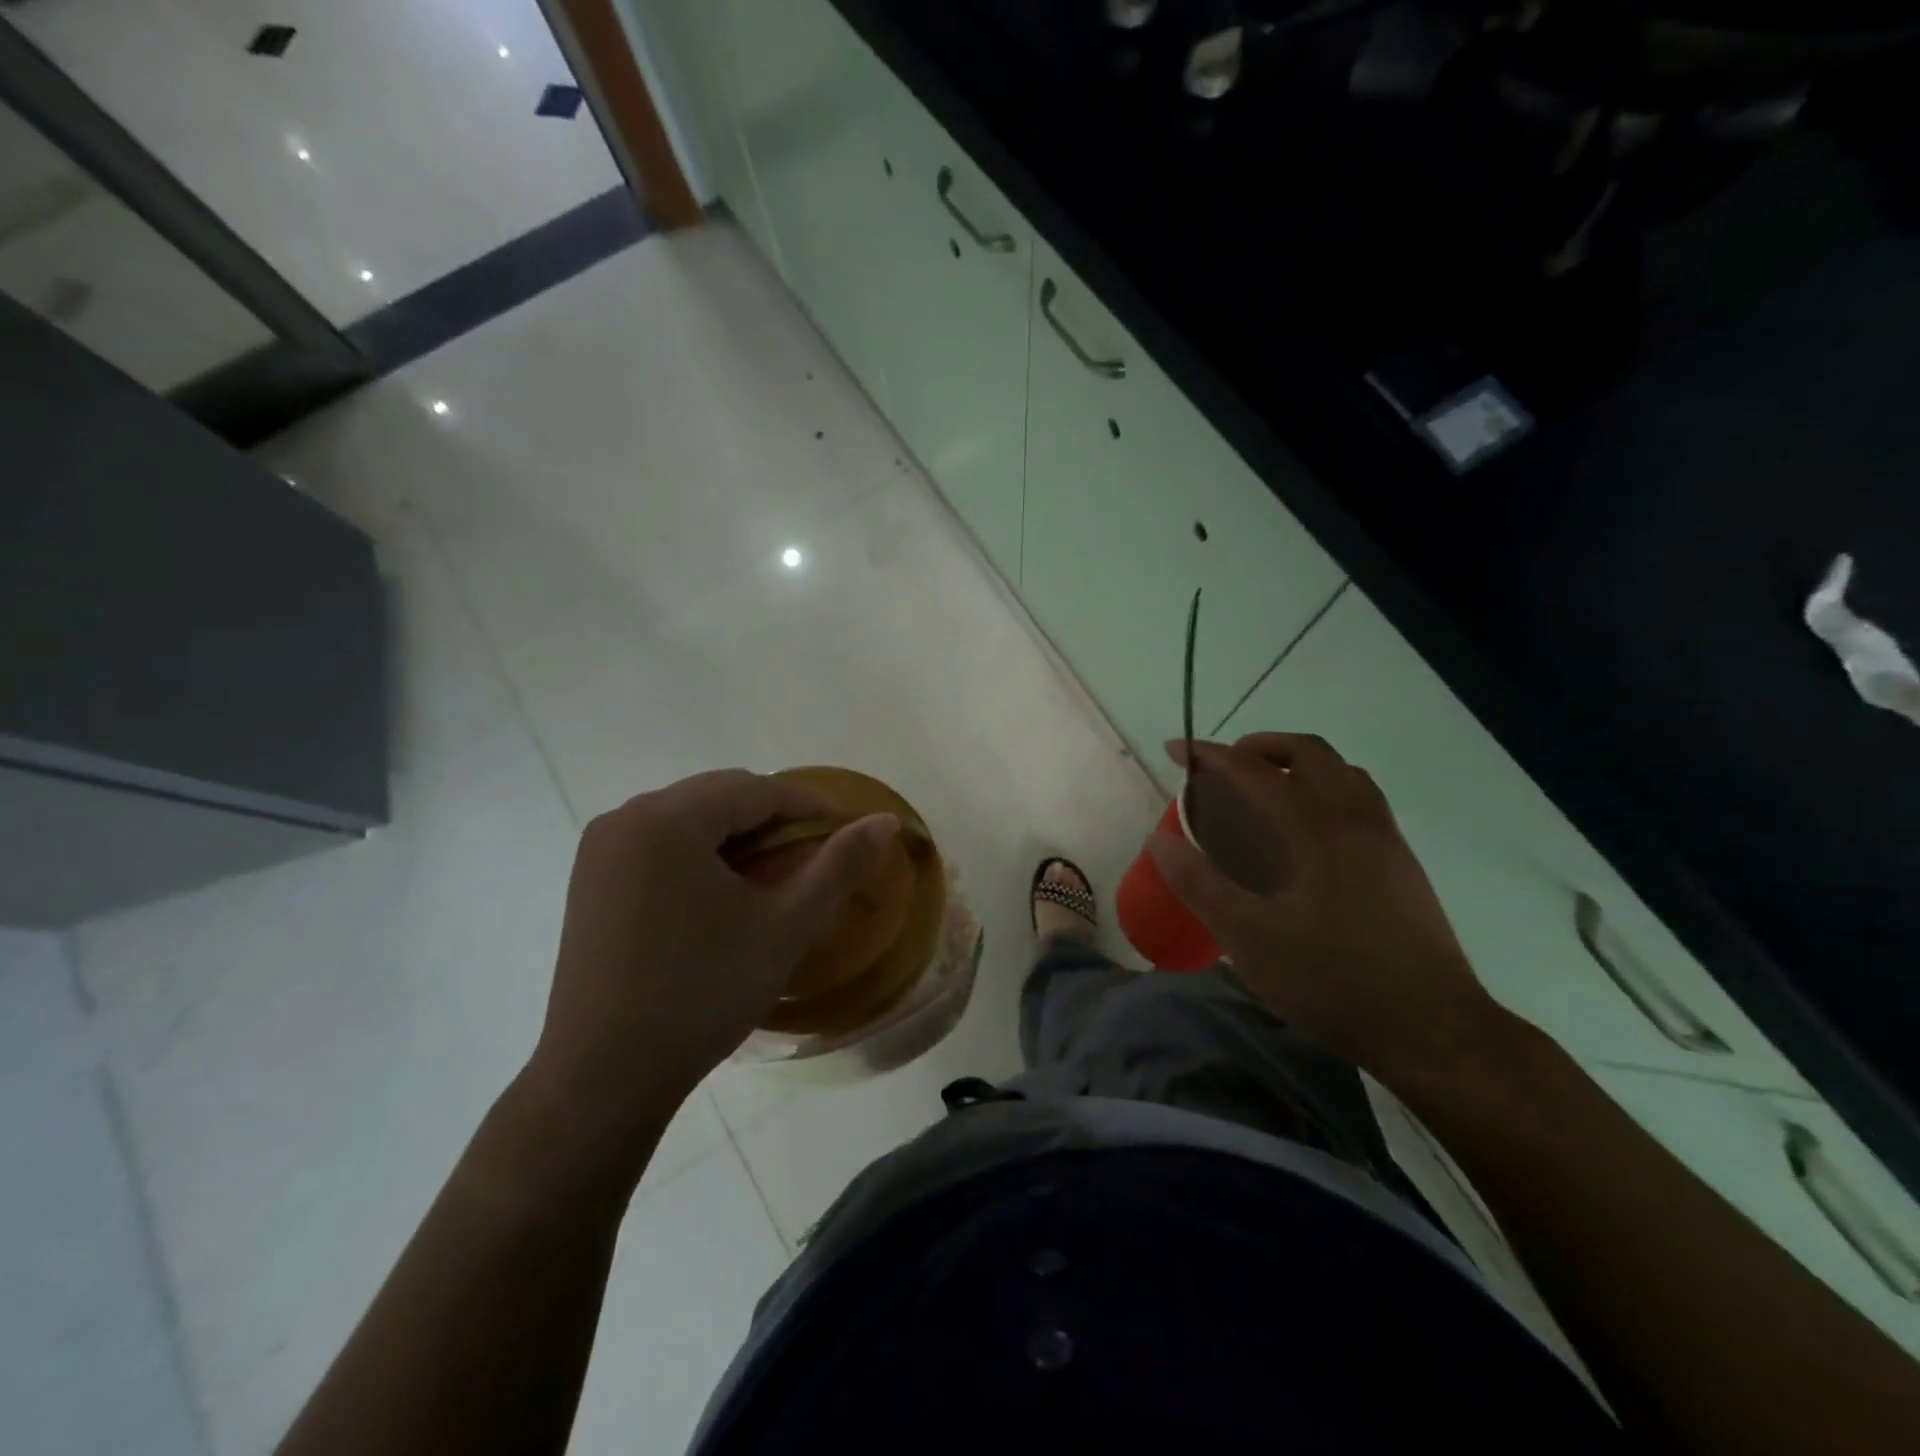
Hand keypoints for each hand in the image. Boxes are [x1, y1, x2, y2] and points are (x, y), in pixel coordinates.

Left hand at [522, 770, 898, 1180]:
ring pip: (690, 817)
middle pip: (721, 796)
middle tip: (812, 860)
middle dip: (773, 820)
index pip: (758, 790)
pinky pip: (660, 841)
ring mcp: (601, 847)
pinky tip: (719, 896)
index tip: (849, 833)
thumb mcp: (785, 927)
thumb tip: (886, 821)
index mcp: (670, 818)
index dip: (811, 807)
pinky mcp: (590, 878)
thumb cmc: (703, 994)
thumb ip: (840, 866)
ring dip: (737, 836)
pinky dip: (700, 853)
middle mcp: (627, 816)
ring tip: (771, 879)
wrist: (603, 1077)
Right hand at [1151, 734, 1504, 1086]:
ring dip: (1296, 763)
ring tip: (1263, 788)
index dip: (1210, 755)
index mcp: (1317, 829)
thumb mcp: (1249, 938)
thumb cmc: (1333, 982)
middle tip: (1223, 767)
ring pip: (1342, 772)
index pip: (1255, 771)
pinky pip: (1359, 798)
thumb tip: (1158, 840)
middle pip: (1308, 752)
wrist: (1433, 1030)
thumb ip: (1199, 885)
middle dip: (1259, 746)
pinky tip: (1305, 831)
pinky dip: (1323, 788)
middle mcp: (1356, 819)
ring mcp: (1386, 839)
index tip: (1176, 750)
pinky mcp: (1402, 863)